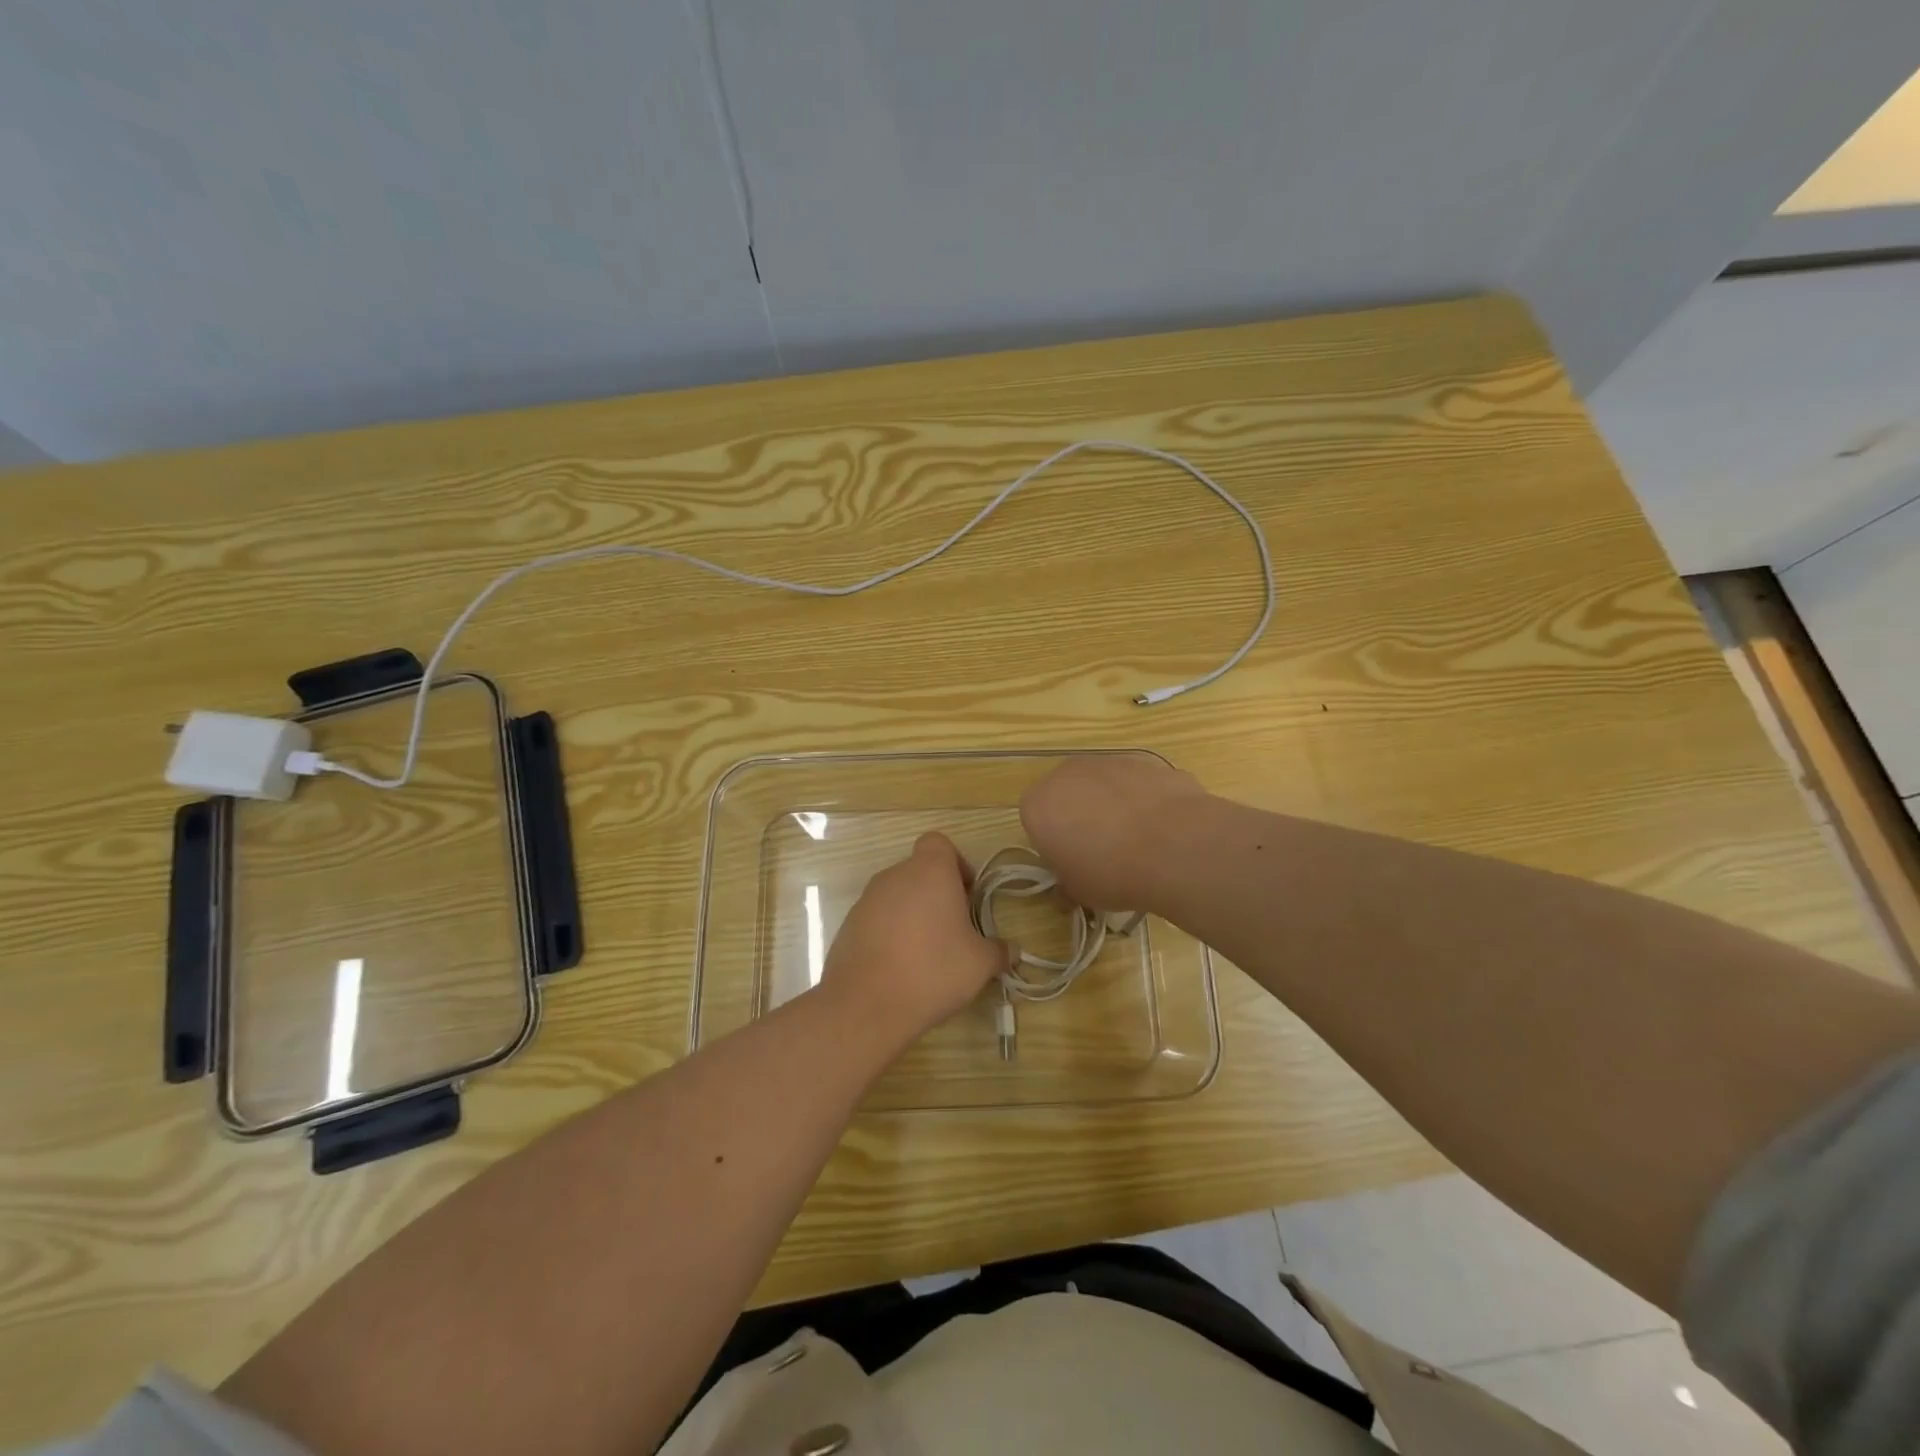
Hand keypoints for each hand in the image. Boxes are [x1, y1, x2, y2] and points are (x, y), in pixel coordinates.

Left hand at [820, 832, 1012, 1045]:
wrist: (866, 1005)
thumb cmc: (932, 970)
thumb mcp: (980, 964)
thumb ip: (999, 950)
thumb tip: (1010, 950)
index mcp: (929, 871)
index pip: (939, 843)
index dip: (956, 863)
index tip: (967, 895)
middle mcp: (895, 876)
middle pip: (919, 871)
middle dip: (938, 894)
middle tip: (954, 929)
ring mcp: (867, 899)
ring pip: (898, 895)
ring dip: (914, 914)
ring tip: (927, 952)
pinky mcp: (848, 925)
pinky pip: (877, 918)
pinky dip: (891, 933)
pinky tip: (900, 966)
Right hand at [1019, 754, 1206, 911]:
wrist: (1174, 846)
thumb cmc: (1111, 873)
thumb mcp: (1078, 892)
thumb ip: (1066, 884)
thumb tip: (1068, 889)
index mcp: (1038, 805)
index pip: (1035, 821)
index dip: (1054, 844)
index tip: (1073, 863)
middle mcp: (1067, 774)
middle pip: (1067, 795)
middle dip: (1080, 818)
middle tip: (1103, 851)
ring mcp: (1108, 762)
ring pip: (1103, 786)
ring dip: (1113, 806)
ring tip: (1138, 841)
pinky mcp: (1145, 761)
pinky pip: (1136, 784)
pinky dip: (1144, 800)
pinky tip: (1163, 828)